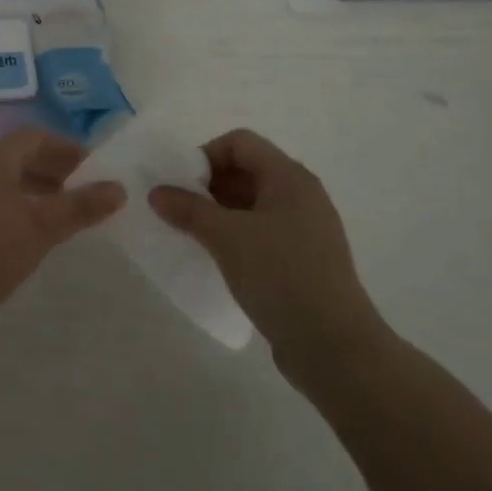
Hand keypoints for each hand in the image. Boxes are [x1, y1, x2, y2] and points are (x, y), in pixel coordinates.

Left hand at [0, 129, 126, 325]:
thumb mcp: (40, 229)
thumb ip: (79, 207)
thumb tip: (118, 187)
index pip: (34, 137)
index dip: (66, 148)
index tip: (92, 169)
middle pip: (17, 155)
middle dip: (51, 169)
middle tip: (80, 191)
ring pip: (2, 178)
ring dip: (33, 188)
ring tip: (58, 214)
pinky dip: (13, 204)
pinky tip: (23, 233)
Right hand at [149, 129, 386, 375]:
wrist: (335, 347)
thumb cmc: (281, 276)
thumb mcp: (227, 238)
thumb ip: (189, 210)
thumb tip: (157, 192)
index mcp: (290, 178)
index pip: (240, 143)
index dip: (206, 155)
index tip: (180, 184)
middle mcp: (301, 195)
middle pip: (246, 170)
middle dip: (208, 184)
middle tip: (179, 209)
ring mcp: (304, 229)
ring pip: (252, 203)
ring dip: (218, 212)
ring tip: (191, 234)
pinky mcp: (302, 259)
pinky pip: (261, 231)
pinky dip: (235, 235)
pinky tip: (216, 257)